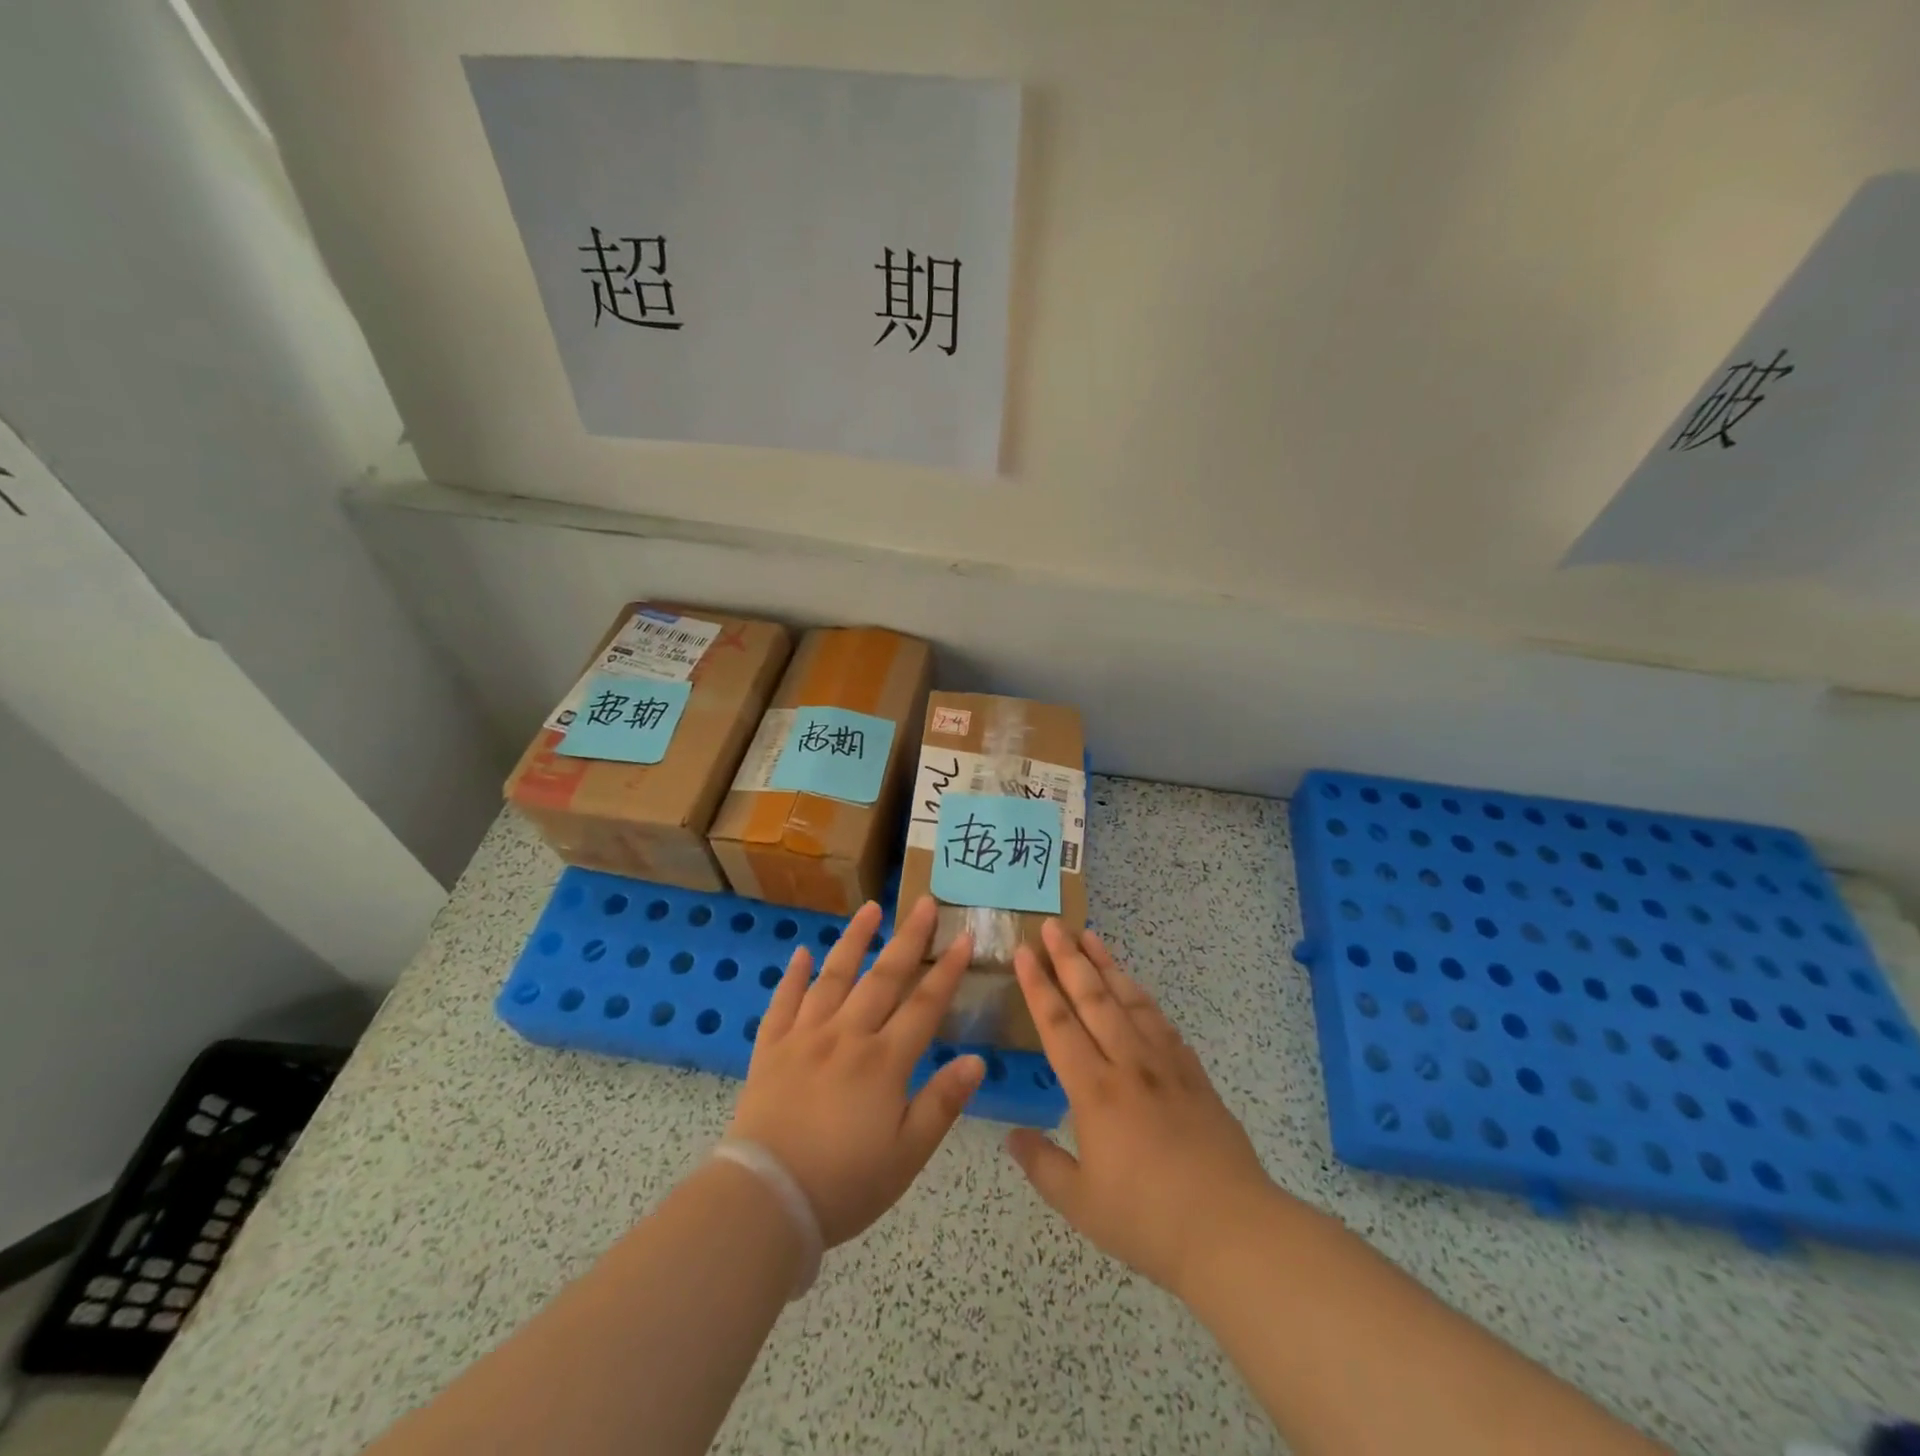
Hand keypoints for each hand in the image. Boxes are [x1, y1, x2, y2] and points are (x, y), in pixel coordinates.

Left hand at [727, 896, 983, 1246]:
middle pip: (883, 977)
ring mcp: (805, 1037)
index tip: (964, 937)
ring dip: (854, 940)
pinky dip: (793, 976)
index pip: (924, 1005)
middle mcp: (846, 1036)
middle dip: (908, 938)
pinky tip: (802, 953)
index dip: (947, 970)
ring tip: (870, 909)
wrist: (766, 1199)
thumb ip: (942, 1103)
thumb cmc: (845, 1184)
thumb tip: (977, 1059)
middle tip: (924, 902)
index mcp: (884, 1061)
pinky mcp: (771, 1049)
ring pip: (833, 977)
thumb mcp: (907, 1154)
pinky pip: (783, 1003)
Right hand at [1006, 921, 1277, 1294]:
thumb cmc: (1148, 1220)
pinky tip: (1136, 989)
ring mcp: (1165, 1065)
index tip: (1024, 951)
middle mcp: (1127, 1064)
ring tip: (1091, 936)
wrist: (1232, 1229)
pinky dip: (1143, 997)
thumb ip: (1042, 1165)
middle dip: (1069, 958)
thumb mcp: (1080, 1204)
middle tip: (1053, 925)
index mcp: (1094, 1090)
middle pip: (1093, 998)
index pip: (1057, 1024)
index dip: (1037, 986)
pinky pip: (1162, 1022)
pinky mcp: (1194, 1075)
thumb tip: (1013, 1135)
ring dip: (1107, 965)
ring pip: (1130, 1000)